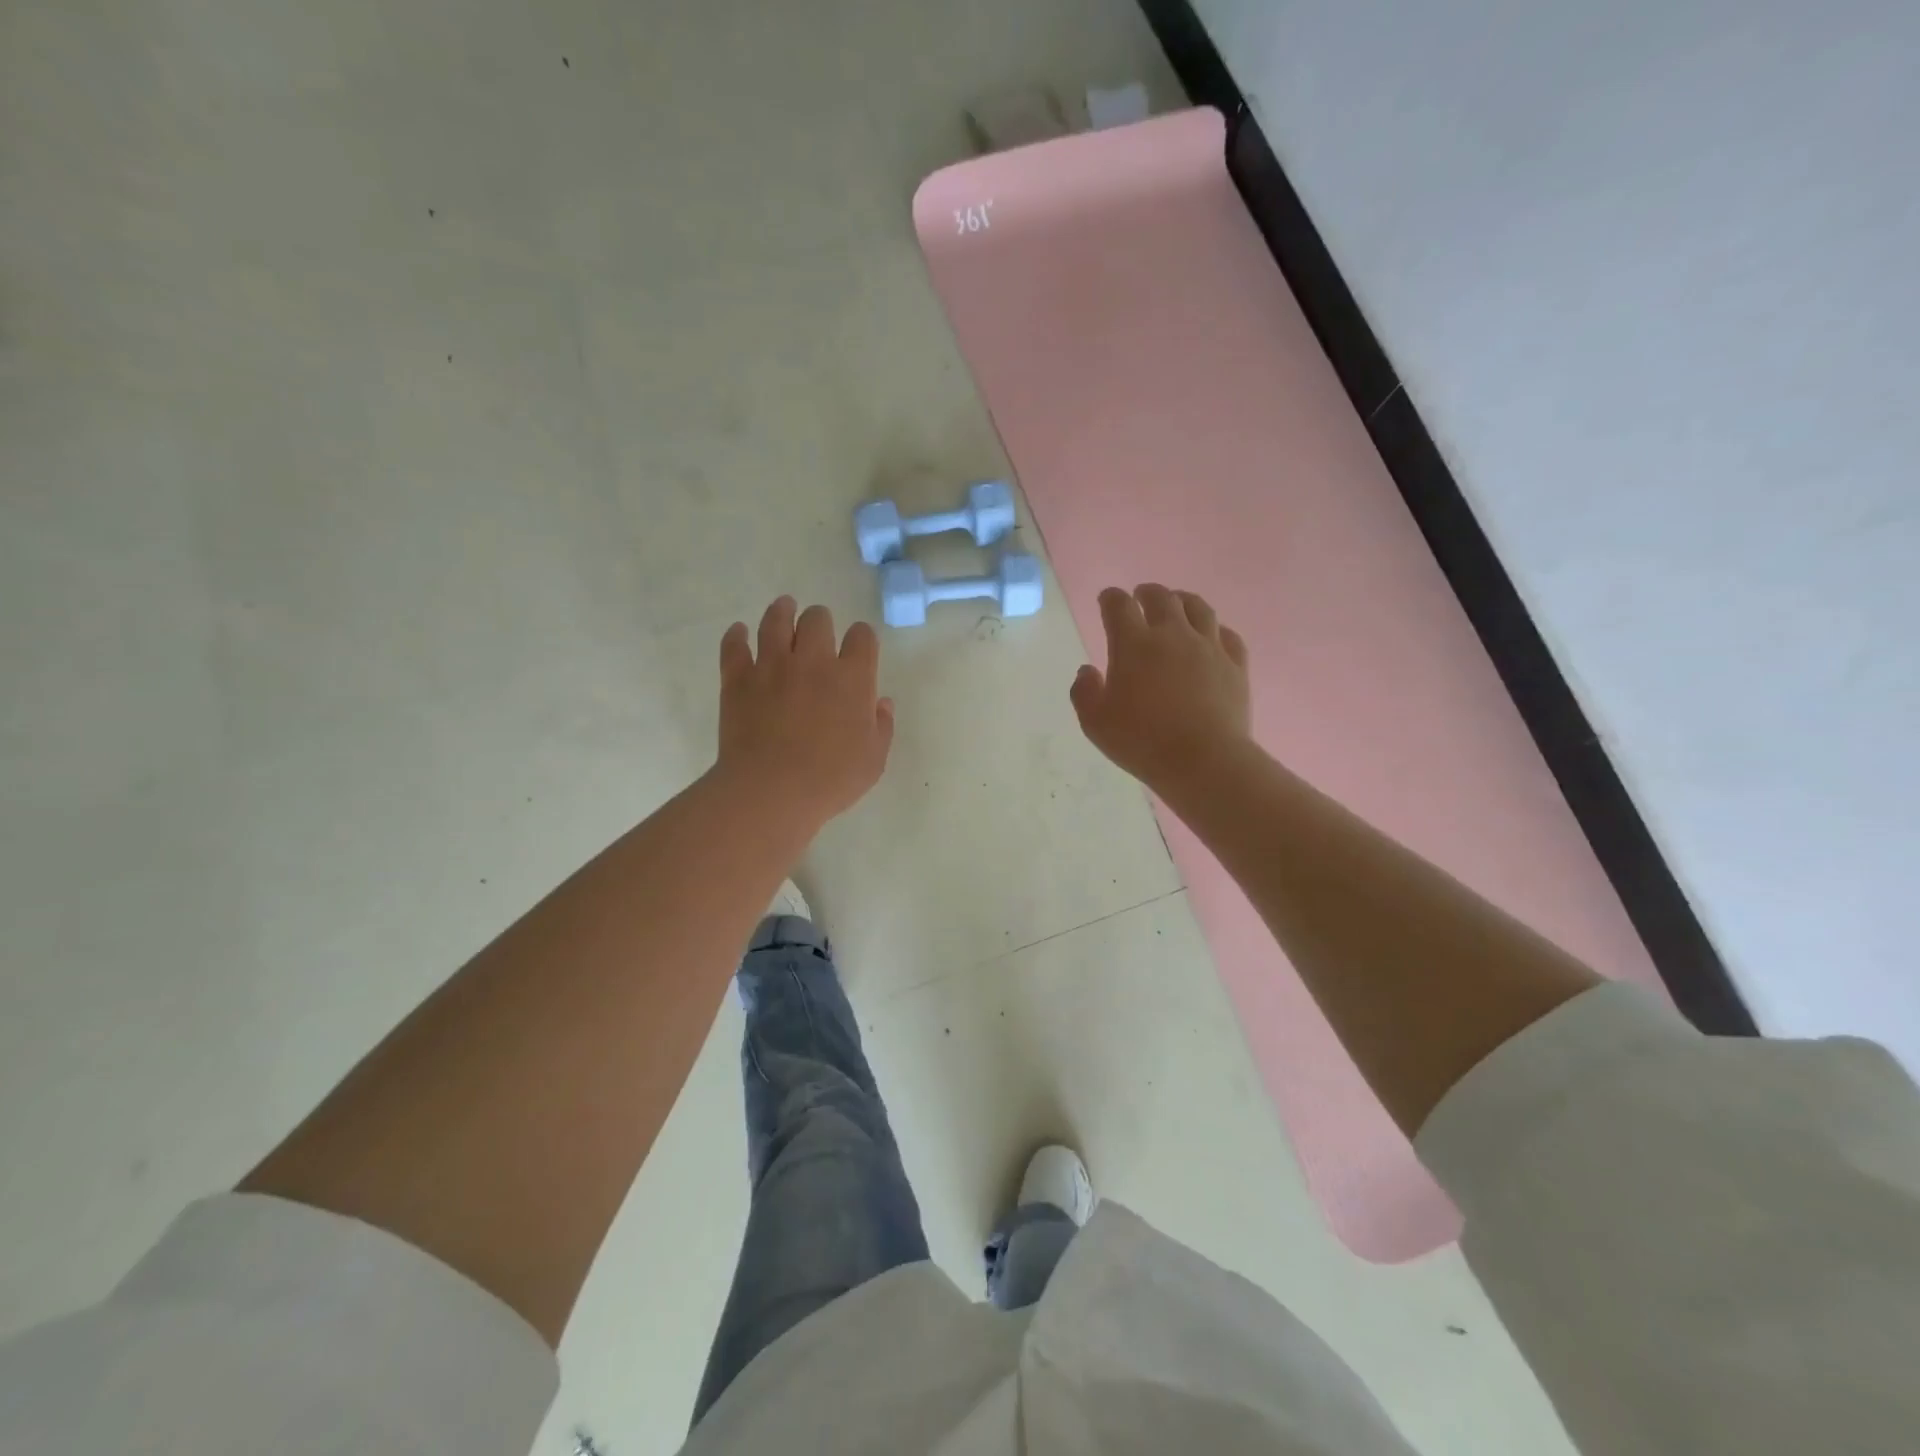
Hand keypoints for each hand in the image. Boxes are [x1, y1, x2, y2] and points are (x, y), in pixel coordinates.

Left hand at [717, 597, 894, 826]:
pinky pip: (734, 646)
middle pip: (818, 619)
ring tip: (784, 608)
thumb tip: (881, 703)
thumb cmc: (831, 780)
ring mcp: (772, 666)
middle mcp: (813, 661)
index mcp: (852, 678)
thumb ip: (881, 727)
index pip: (862, 637)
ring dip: (782, 611)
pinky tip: (740, 632)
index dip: (862, 638)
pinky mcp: (738, 679)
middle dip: (821, 620)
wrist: (772, 790)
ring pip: (776, 621)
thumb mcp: (873, 760)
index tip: (858, 647)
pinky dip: (737, 636)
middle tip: (818, 630)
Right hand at [1071, 584, 1250, 791]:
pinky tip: (1211, 636)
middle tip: (1140, 597)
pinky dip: (1215, 629)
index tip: (1106, 600)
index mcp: (1134, 644)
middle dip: (1146, 593)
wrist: (1203, 760)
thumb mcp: (1095, 723)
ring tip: (1177, 604)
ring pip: (1198, 608)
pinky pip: (1227, 635)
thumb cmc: (1142, 741)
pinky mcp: (1235, 665)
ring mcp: (1208, 647)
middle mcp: (1172, 635)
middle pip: (1161, 598)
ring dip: (1182, 601)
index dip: (1110, 598)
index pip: (1119, 606)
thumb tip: (1088, 670)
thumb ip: (1084, 692)